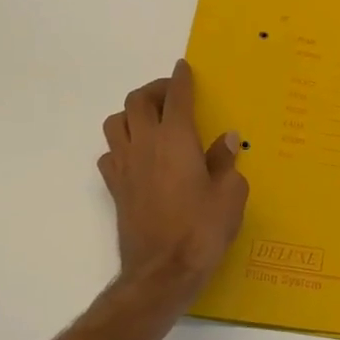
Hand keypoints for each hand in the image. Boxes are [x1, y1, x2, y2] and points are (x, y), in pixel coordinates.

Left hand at [98, 60, 248, 304]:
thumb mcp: (230, 195)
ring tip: (150, 121)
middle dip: (155, 90)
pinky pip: (110, 154)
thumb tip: (225, 139)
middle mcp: (145, 145)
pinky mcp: (115, 189)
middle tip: (171, 94)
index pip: (176, 97)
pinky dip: (121, 146)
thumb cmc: (202, 230)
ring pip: (115, 123)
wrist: (162, 272)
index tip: (183, 67)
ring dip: (131, 114)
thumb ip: (226, 162)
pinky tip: (137, 157)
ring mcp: (125, 166)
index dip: (181, 78)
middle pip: (137, 101)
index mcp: (176, 139)